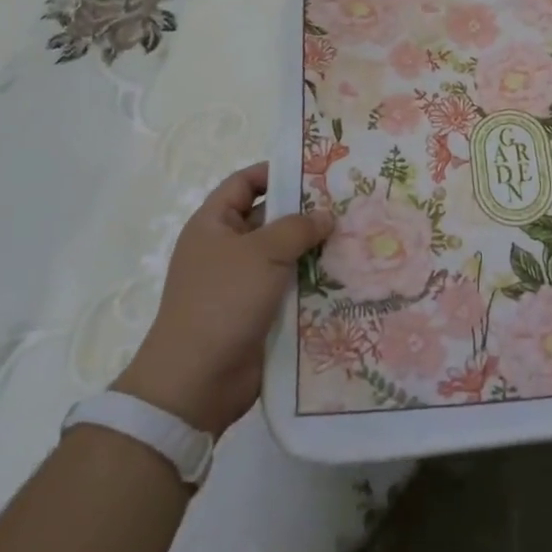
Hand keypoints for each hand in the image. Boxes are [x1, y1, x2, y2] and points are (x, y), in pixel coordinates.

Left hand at [115, 163, 332, 434]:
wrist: (196, 381)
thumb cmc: (223, 301)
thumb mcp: (262, 253)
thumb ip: (297, 227)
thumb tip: (325, 215)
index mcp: (214, 224)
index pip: (244, 182)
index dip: (275, 172)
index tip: (315, 171)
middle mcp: (226, 249)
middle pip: (269, 218)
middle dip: (305, 213)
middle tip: (347, 205)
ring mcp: (241, 284)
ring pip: (284, 256)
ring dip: (314, 251)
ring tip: (356, 239)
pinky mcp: (257, 314)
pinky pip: (288, 289)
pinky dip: (312, 284)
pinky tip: (346, 278)